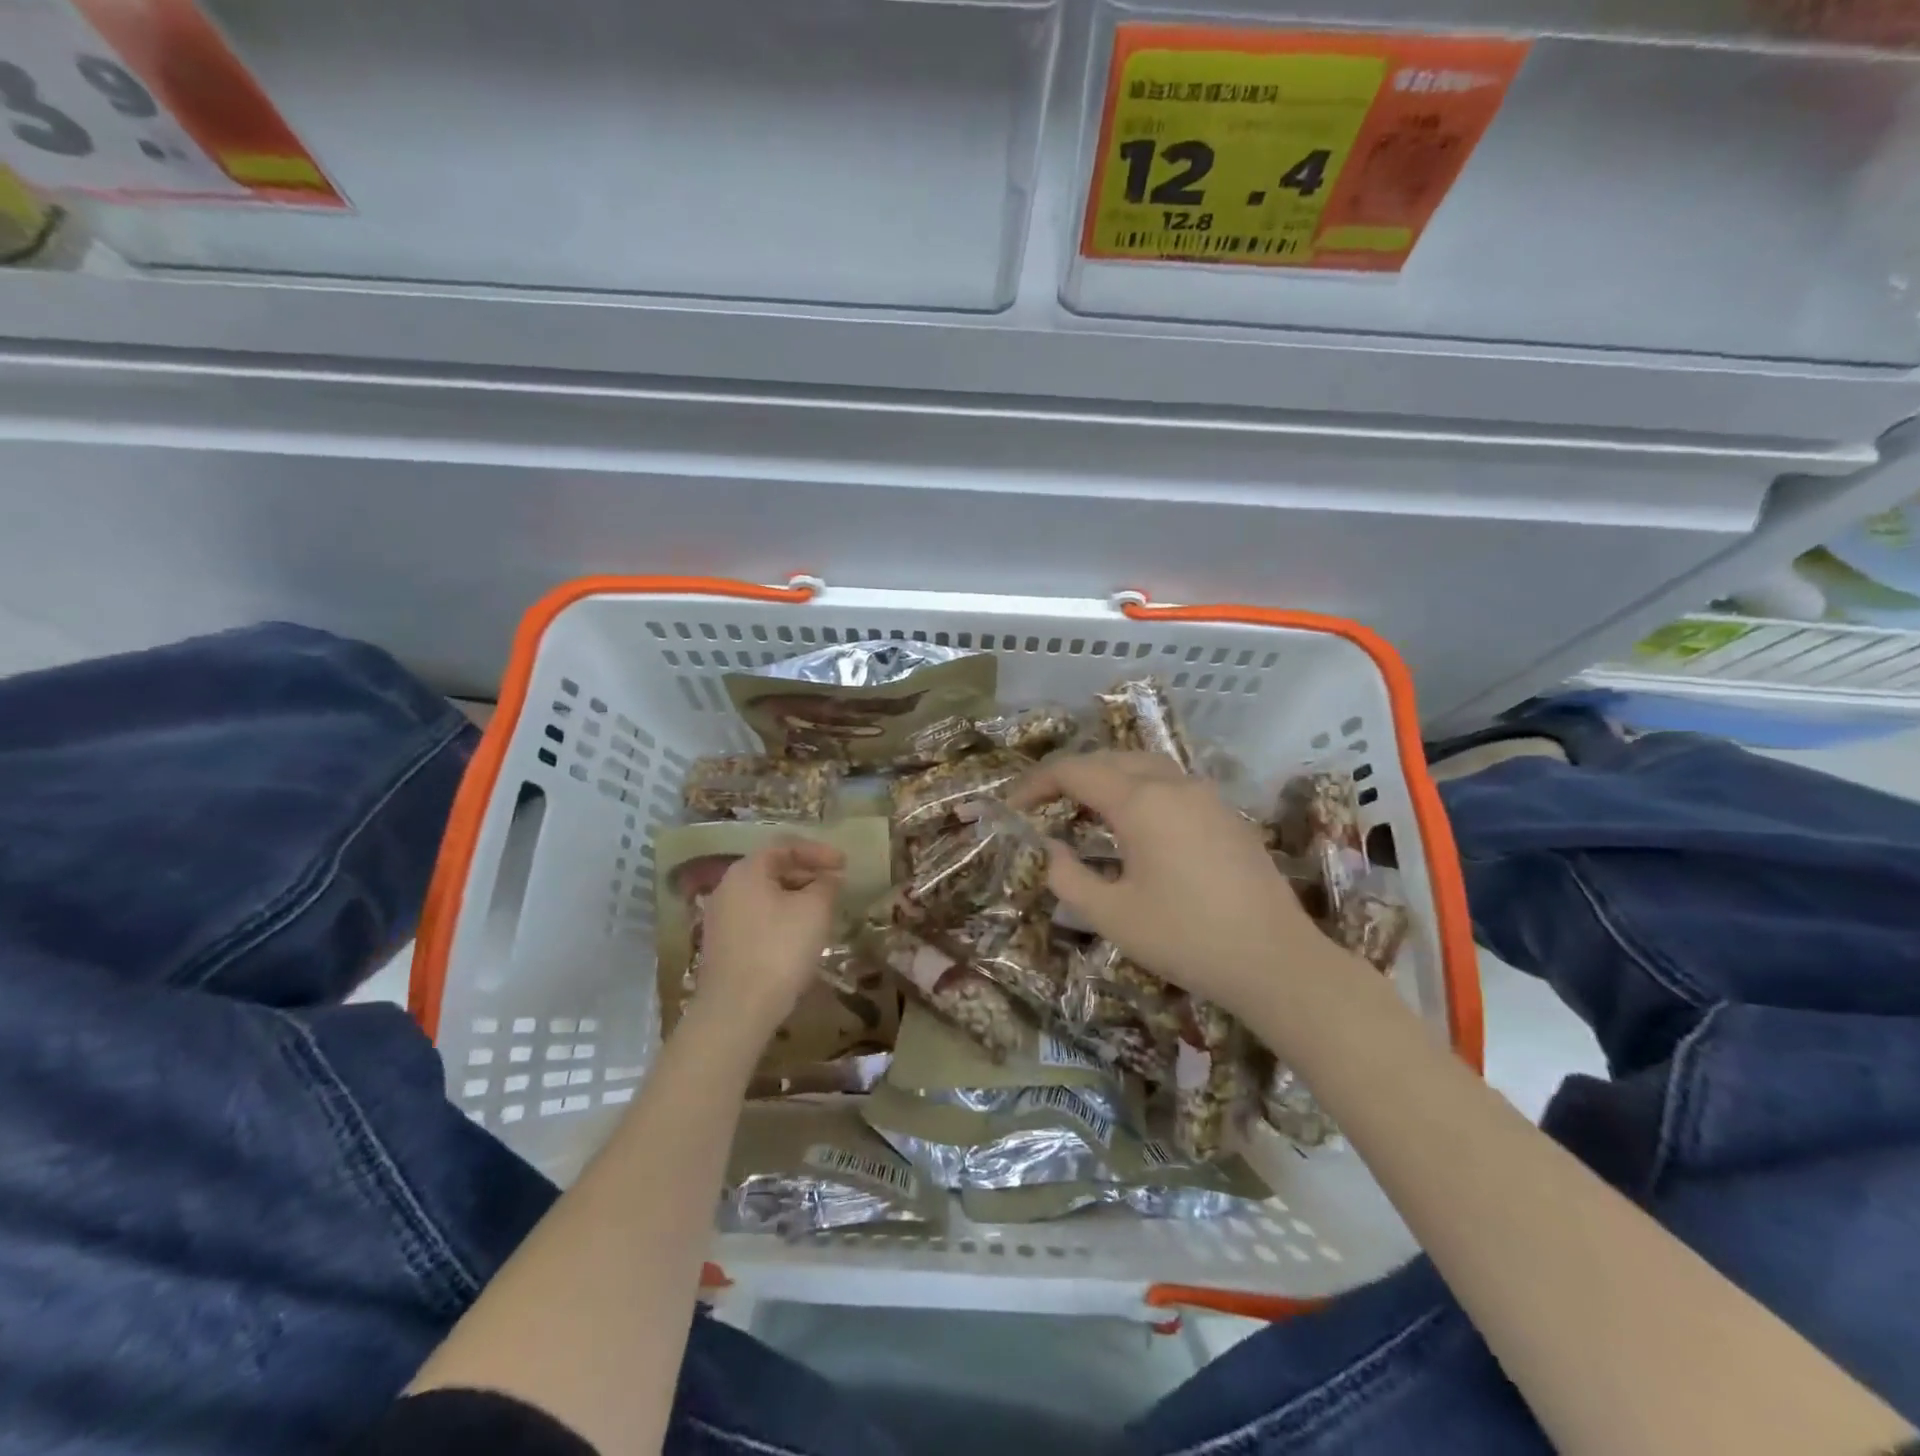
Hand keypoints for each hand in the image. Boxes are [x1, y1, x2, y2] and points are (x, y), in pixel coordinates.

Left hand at [692, 838, 844, 1041]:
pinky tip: (800, 936)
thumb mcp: (814, 910)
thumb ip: (826, 885)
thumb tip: (830, 877)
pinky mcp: (723, 945)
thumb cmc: (779, 949)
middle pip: (773, 869)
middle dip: (808, 874)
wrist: (737, 1010)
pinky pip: (758, 918)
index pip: (785, 846)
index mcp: (747, 871)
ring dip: (796, 897)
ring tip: (823, 910)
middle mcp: (728, 888)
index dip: (818, 851)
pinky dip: (782, 917)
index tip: (844, 864)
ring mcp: (721, 918)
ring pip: (766, 896)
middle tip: (836, 885)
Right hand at [1012, 752, 1331, 1016]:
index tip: (1012, 806)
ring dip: (1107, 778)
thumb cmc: (1186, 938)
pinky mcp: (1226, 815)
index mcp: (1141, 802)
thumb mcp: (1112, 916)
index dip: (1036, 783)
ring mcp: (1206, 796)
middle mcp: (1173, 785)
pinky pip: (1171, 784)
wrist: (1276, 960)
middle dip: (1070, 775)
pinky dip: (1139, 789)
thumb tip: (1050, 849)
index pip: (1075, 771)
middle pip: (1110, 759)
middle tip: (1044, 805)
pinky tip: (1136, 825)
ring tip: (1085, 809)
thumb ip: (1068, 877)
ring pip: (1144, 766)